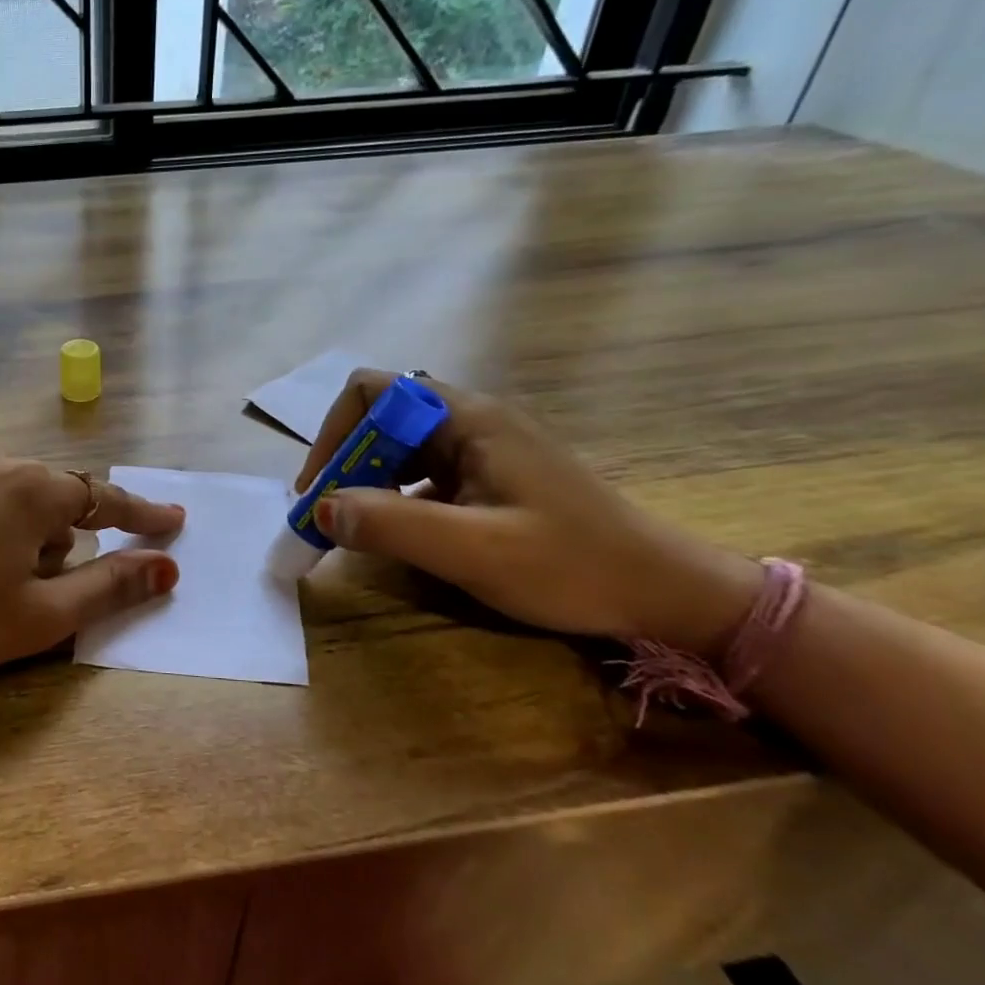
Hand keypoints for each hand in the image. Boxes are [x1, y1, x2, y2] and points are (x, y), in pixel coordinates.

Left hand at [0, 449, 182, 691]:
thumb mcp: (38, 617)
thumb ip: (109, 587)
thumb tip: (166, 568)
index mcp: (31, 489)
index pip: (105, 497)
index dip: (142, 513)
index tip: (173, 520)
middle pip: (52, 496)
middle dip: (62, 537)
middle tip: (40, 586)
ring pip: (7, 493)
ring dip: (17, 531)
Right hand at [296, 372, 762, 653]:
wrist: (663, 593)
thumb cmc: (572, 566)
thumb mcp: (475, 550)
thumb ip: (393, 525)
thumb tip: (321, 508)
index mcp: (468, 419)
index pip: (373, 392)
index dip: (335, 434)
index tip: (321, 489)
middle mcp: (472, 421)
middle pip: (381, 418)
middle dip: (345, 462)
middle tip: (329, 516)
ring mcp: (483, 449)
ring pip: (399, 447)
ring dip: (366, 481)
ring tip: (354, 527)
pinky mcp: (491, 477)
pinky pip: (423, 473)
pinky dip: (394, 497)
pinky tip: (398, 533)